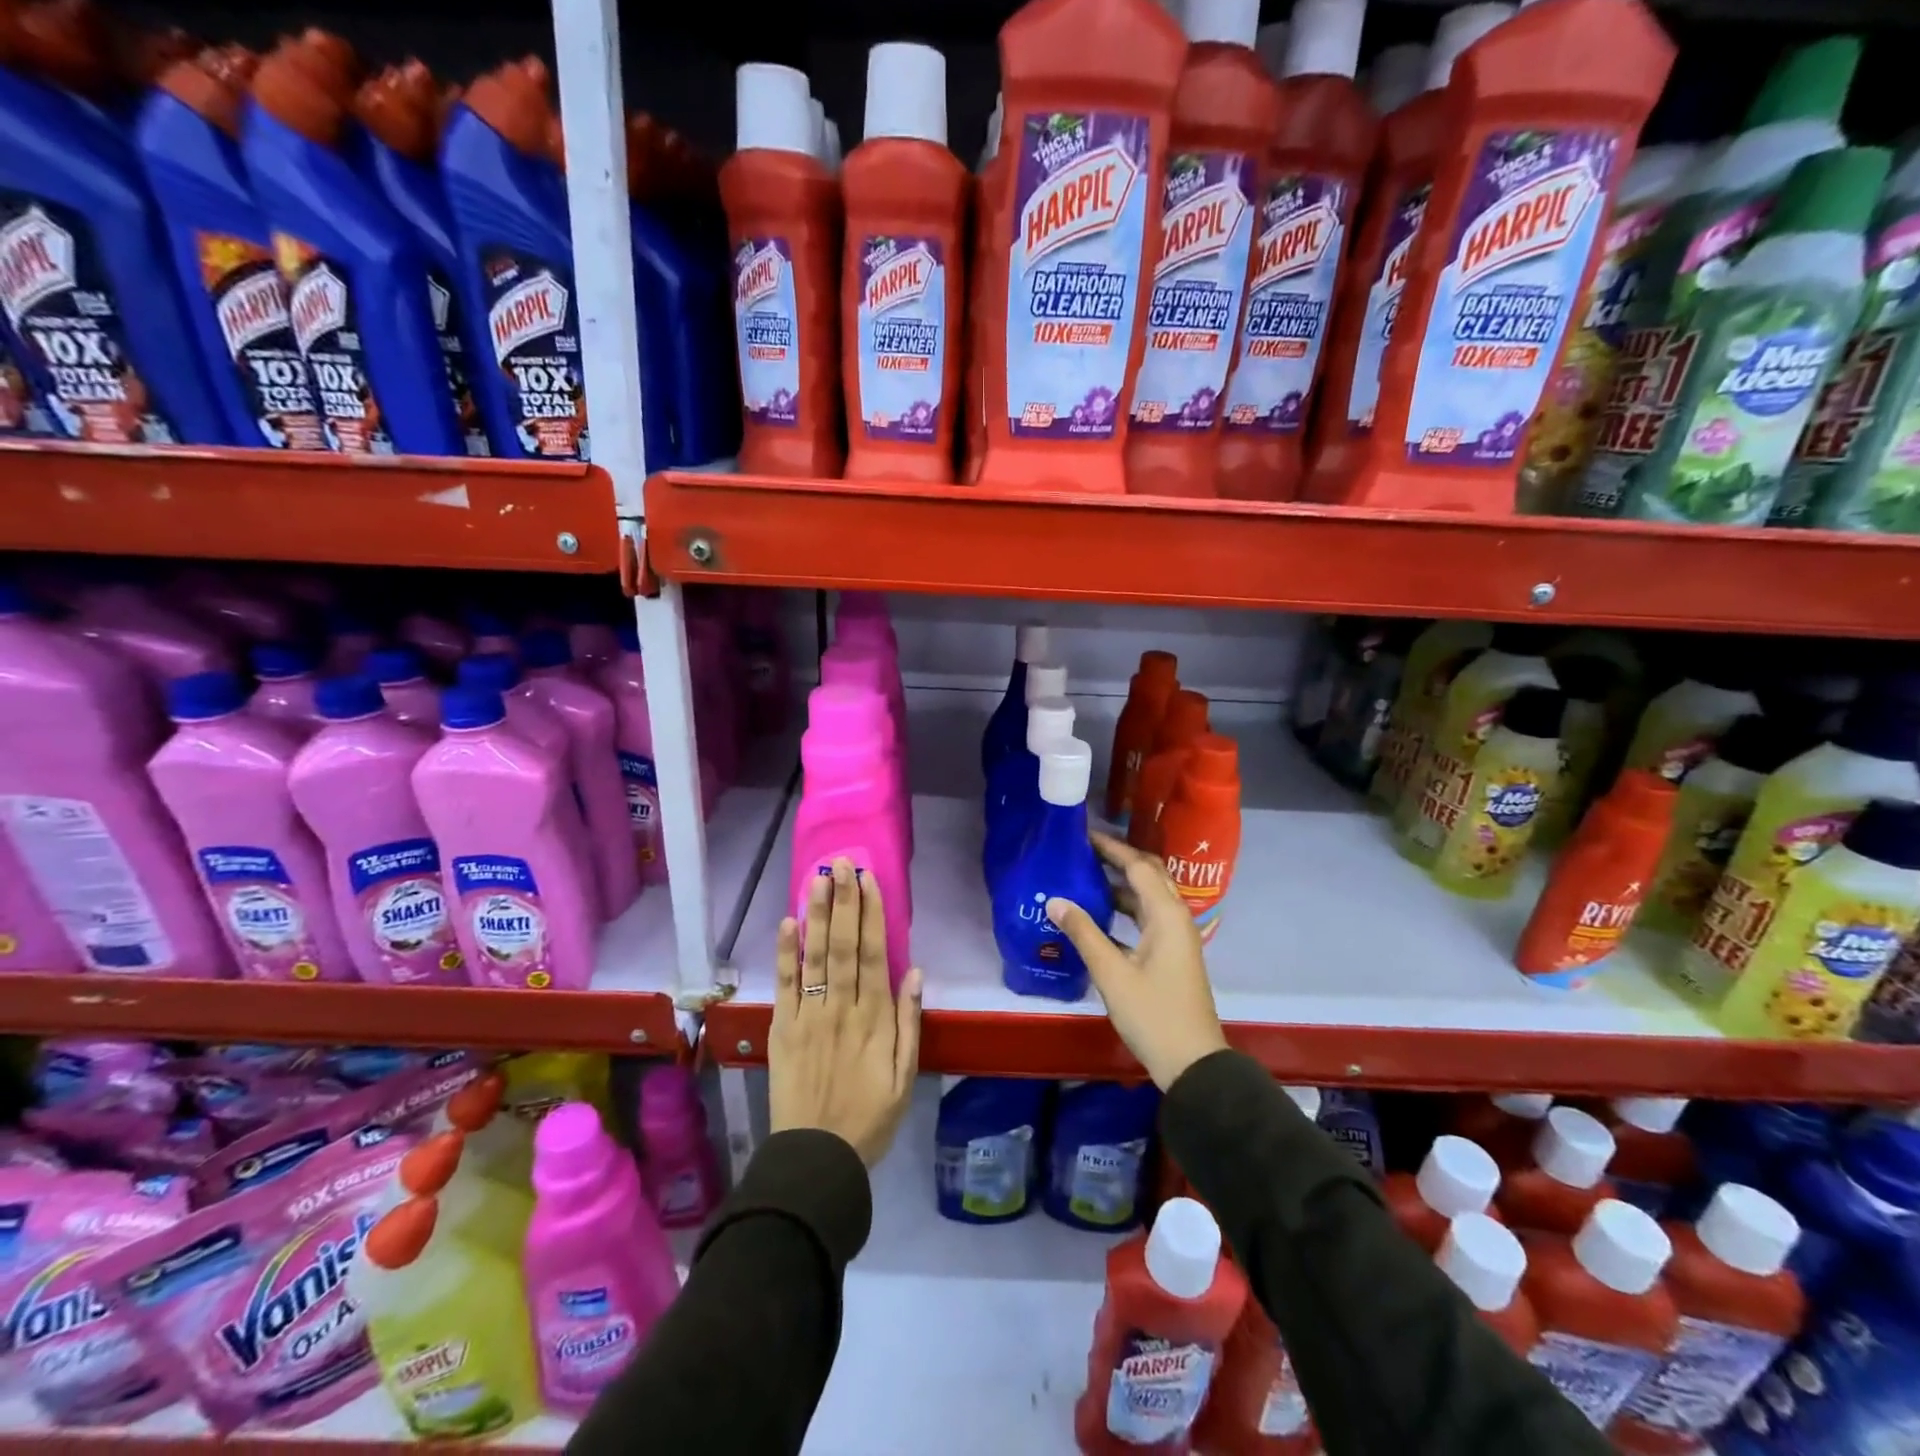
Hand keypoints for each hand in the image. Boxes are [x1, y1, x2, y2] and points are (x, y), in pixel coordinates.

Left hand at [770, 859, 922, 1166]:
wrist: (816, 1159)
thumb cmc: (869, 1118)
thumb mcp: (905, 1077)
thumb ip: (910, 1023)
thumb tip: (915, 972)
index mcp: (874, 1018)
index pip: (873, 954)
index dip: (872, 915)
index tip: (870, 881)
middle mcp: (841, 1008)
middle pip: (842, 945)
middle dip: (843, 901)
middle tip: (841, 864)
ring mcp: (808, 1016)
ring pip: (814, 957)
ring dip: (816, 915)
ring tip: (817, 878)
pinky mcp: (782, 1029)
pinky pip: (784, 985)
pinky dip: (785, 954)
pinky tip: (788, 923)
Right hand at [1046, 830, 1226, 1090]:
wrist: (1192, 1062)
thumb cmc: (1152, 1014)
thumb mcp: (1112, 973)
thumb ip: (1083, 933)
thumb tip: (1055, 900)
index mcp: (1166, 915)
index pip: (1138, 866)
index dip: (1111, 848)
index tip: (1082, 835)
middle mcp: (1175, 918)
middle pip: (1149, 875)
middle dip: (1119, 859)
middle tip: (1084, 850)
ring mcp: (1176, 937)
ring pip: (1148, 897)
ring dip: (1121, 884)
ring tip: (1085, 876)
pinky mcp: (1171, 954)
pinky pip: (1147, 917)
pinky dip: (1125, 908)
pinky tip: (1098, 915)